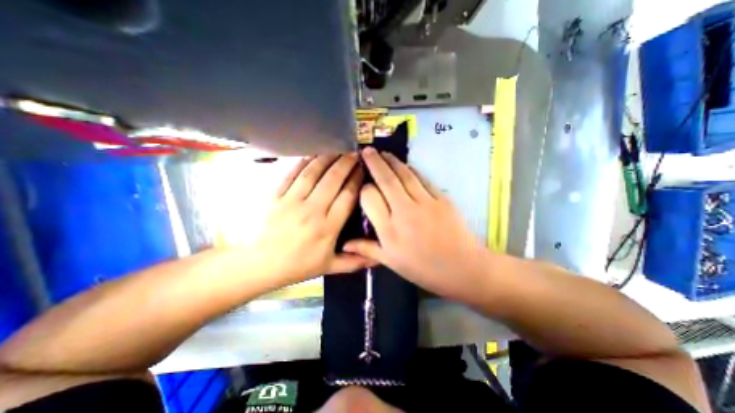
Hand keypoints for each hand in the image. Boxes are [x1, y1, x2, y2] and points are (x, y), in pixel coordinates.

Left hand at [252, 153, 373, 284]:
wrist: (259, 265)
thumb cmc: (298, 266)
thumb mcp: (329, 267)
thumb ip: (355, 261)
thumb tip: (379, 259)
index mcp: (328, 227)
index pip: (347, 196)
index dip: (357, 179)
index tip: (364, 169)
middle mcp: (312, 211)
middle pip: (332, 180)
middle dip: (346, 163)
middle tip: (355, 153)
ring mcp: (292, 201)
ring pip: (313, 173)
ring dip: (327, 158)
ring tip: (338, 149)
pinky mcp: (276, 196)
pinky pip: (292, 174)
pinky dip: (304, 162)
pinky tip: (313, 154)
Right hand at [343, 146, 486, 299]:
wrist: (462, 268)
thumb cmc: (423, 268)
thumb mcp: (391, 262)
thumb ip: (367, 249)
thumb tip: (344, 244)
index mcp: (389, 230)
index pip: (370, 197)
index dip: (364, 188)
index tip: (363, 186)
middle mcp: (404, 211)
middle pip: (386, 180)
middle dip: (374, 162)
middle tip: (366, 150)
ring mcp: (424, 202)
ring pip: (404, 175)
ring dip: (392, 161)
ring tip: (383, 153)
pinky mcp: (441, 198)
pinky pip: (422, 179)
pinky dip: (411, 170)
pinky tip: (405, 165)